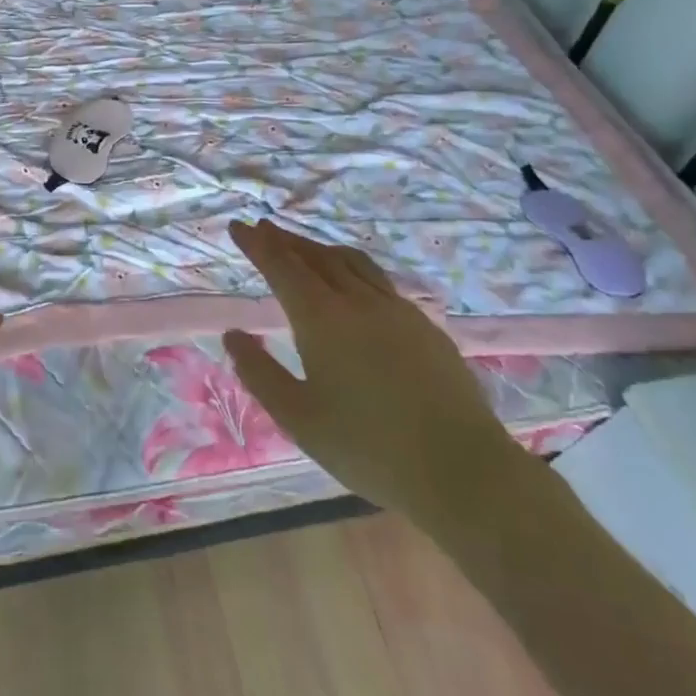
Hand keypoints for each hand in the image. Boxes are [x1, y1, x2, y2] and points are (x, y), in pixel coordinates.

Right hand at [223, 219, 523, 534]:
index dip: (258, 245)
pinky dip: (352, 268)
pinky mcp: (425, 326)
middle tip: (264, 229)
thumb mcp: (298, 417)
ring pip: (351, 263)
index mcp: (322, 319)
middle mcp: (358, 301)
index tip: (238, 226)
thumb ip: (260, 373)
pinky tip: (354, 285)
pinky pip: (378, 281)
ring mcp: (397, 310)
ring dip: (320, 250)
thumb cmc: (368, 447)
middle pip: (316, 257)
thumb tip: (233, 336)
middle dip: (286, 240)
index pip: (282, 267)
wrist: (462, 469)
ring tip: (304, 248)